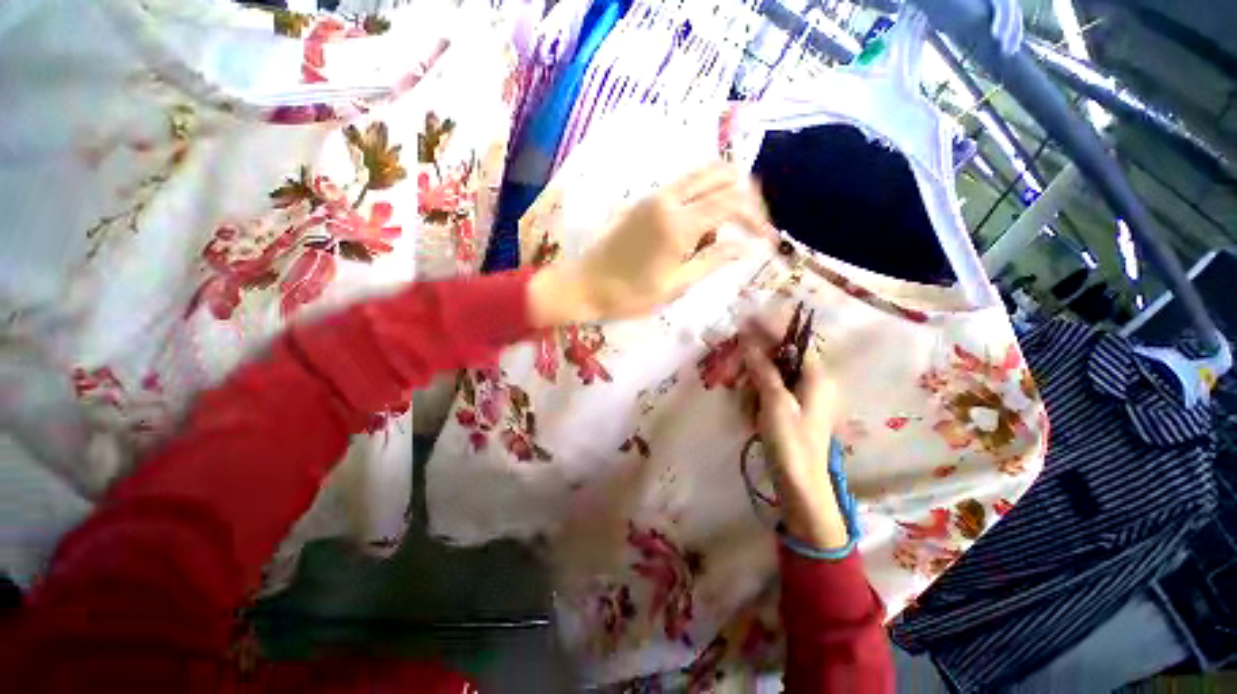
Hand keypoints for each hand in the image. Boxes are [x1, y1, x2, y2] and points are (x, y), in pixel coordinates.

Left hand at [529, 163, 771, 326]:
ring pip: (701, 177)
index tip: (768, 240)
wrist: (584, 286)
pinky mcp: (643, 202)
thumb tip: (746, 247)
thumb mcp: (676, 285)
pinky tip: (698, 230)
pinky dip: (700, 199)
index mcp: (678, 223)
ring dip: (721, 196)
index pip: (731, 203)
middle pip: (720, 174)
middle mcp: (667, 199)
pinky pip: (682, 188)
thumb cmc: (630, 295)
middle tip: (752, 227)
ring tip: (721, 234)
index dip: (757, 219)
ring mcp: (653, 197)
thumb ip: (713, 260)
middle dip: (745, 197)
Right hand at [742, 329, 850, 550]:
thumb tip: (750, 341)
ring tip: (749, 411)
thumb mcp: (775, 402)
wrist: (799, 484)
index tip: (746, 322)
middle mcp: (812, 383)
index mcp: (817, 377)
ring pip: (768, 377)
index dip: (770, 330)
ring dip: (753, 388)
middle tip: (736, 374)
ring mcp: (800, 397)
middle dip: (755, 366)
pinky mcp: (789, 410)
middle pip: (778, 359)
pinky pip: (767, 393)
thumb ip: (763, 369)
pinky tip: (751, 418)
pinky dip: (756, 400)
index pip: (794, 341)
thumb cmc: (791, 442)